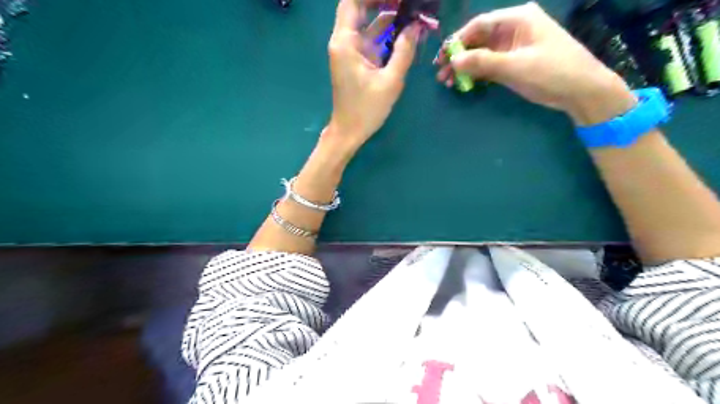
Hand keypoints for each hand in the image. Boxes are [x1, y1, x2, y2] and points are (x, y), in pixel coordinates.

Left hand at [326, 0, 421, 150]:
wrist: (349, 132)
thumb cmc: (366, 109)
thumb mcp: (390, 81)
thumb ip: (404, 51)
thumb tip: (416, 27)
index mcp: (345, 43)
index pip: (352, 2)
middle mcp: (343, 42)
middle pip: (359, 8)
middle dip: (383, 2)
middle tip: (408, 4)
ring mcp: (350, 52)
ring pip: (367, 24)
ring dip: (388, 18)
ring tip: (413, 16)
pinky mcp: (356, 61)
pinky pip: (371, 40)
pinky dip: (386, 35)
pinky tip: (405, 34)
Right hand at [436, 1, 630, 124]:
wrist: (582, 91)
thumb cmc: (551, 72)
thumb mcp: (515, 67)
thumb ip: (483, 62)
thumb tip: (454, 60)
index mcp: (517, 19)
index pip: (479, 25)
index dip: (457, 41)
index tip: (441, 59)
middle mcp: (514, 28)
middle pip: (478, 39)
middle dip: (459, 57)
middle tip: (441, 76)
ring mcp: (515, 46)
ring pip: (482, 53)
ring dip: (466, 67)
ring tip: (449, 83)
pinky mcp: (515, 62)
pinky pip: (490, 64)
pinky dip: (477, 73)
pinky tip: (466, 83)